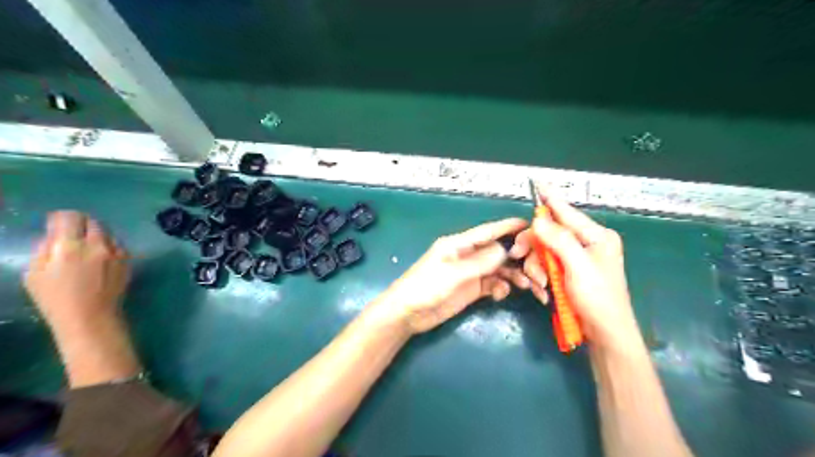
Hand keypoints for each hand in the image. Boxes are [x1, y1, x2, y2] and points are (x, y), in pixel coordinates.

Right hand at [24, 211, 138, 384]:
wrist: (91, 316)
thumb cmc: (55, 298)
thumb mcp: (35, 273)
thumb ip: (45, 249)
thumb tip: (54, 235)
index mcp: (70, 246)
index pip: (70, 217)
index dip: (62, 218)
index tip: (57, 224)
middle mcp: (97, 245)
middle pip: (92, 222)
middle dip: (81, 225)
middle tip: (72, 234)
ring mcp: (116, 252)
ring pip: (108, 233)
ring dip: (97, 235)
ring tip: (86, 247)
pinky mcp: (128, 260)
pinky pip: (118, 245)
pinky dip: (108, 246)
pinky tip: (100, 257)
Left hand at [385, 219, 536, 332]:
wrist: (408, 314)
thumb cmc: (425, 287)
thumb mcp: (453, 273)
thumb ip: (480, 262)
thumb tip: (505, 250)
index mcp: (459, 244)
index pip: (488, 231)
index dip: (508, 227)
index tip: (529, 225)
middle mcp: (467, 255)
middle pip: (497, 250)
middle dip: (516, 256)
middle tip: (535, 265)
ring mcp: (470, 273)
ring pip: (498, 269)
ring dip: (513, 274)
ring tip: (527, 284)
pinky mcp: (471, 289)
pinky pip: (493, 284)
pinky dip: (501, 287)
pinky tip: (501, 294)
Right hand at [511, 195, 639, 347]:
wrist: (604, 334)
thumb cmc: (598, 299)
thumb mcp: (578, 267)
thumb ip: (559, 240)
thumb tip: (539, 219)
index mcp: (596, 237)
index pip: (568, 212)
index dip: (551, 198)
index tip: (538, 182)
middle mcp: (586, 244)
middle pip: (549, 233)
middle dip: (533, 245)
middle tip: (517, 253)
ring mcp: (575, 259)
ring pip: (543, 251)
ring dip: (536, 267)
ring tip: (540, 284)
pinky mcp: (567, 273)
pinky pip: (545, 266)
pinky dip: (540, 276)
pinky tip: (543, 290)